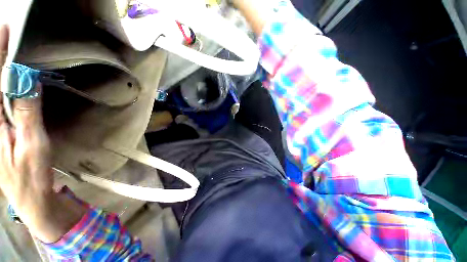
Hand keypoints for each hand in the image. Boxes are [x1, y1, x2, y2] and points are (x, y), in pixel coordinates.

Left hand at [0, 24, 85, 242]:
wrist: (29, 196)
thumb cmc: (32, 174)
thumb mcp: (33, 145)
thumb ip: (27, 113)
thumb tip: (27, 81)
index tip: (5, 31)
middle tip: (7, 37)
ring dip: (3, 73)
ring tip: (10, 56)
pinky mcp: (3, 129)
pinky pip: (2, 102)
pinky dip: (5, 88)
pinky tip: (11, 82)